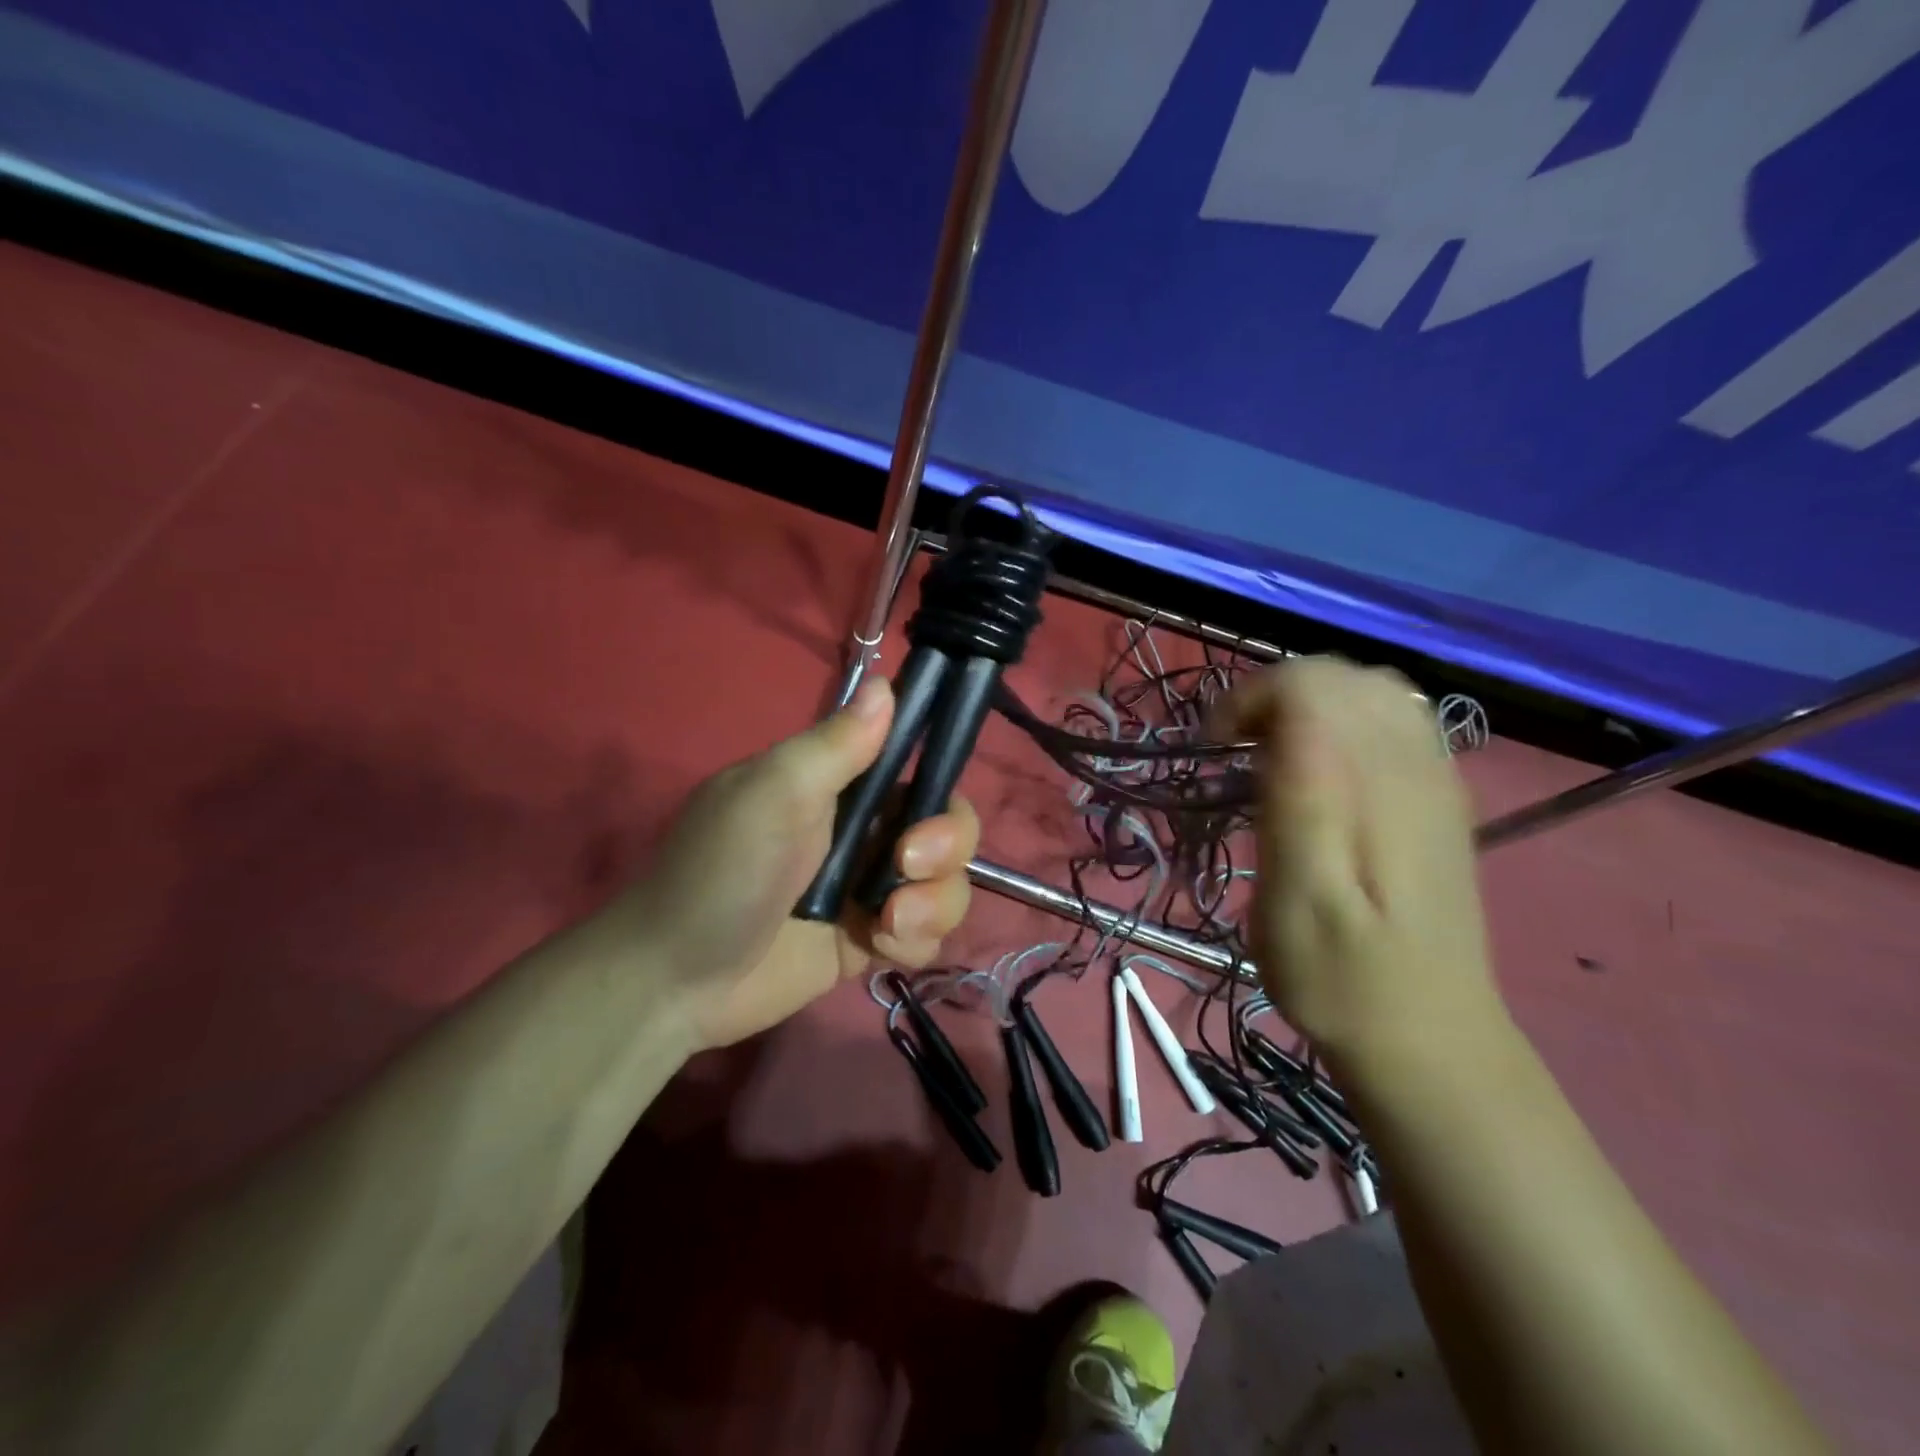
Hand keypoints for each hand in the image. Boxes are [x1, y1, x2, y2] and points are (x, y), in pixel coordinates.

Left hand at [623, 677, 979, 1049]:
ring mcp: (870, 887)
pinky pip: (929, 933)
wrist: (677, 980)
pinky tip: (878, 949)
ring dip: (933, 903)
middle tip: (905, 867)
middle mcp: (863, 830)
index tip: (925, 808)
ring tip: (886, 923)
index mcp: (840, 783)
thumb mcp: (773, 794)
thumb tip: (884, 682)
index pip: (918, 765)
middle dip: (946, 848)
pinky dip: (916, 941)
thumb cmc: (721, 872)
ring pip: (947, 882)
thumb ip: (835, 744)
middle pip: (949, 825)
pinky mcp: (872, 939)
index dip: (939, 784)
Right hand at [1215, 657, 1502, 1066]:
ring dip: (1308, 705)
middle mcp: (1414, 763)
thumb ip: (1297, 800)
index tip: (1216, 751)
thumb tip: (1283, 722)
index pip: (1312, 682)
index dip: (1250, 698)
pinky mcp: (1438, 797)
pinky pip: (1392, 722)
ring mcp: (1435, 777)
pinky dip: (1342, 724)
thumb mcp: (1298, 898)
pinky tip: (1322, 773)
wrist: (1428, 1037)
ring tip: (1272, 755)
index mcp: (1375, 784)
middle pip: (1341, 674)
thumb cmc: (1340, 976)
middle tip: (1237, 752)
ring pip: (1370, 691)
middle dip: (1275, 695)